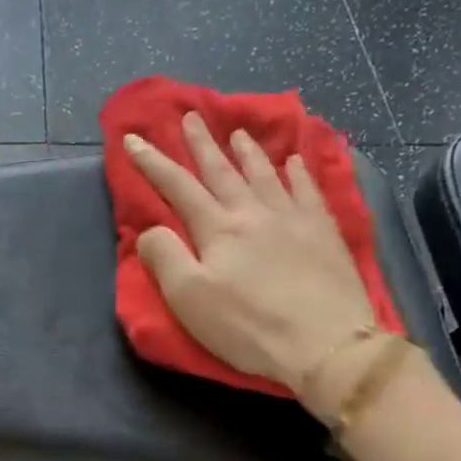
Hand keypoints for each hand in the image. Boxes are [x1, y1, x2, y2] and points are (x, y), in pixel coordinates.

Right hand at [124, 114, 378, 397]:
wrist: (326, 344)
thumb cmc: (249, 326)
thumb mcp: (189, 299)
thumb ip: (164, 258)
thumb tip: (150, 230)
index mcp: (218, 228)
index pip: (177, 186)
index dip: (152, 162)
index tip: (134, 138)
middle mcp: (254, 212)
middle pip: (222, 171)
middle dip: (202, 144)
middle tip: (191, 116)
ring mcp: (293, 219)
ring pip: (266, 174)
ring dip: (248, 153)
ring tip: (237, 133)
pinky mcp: (324, 233)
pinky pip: (309, 191)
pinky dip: (299, 173)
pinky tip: (296, 162)